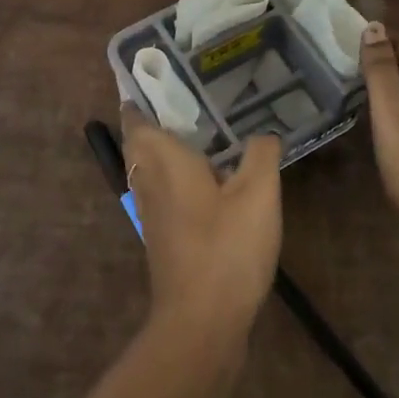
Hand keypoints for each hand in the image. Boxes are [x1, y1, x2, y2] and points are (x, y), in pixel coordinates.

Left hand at [119, 105, 282, 344]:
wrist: (201, 322)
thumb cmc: (226, 248)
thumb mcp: (258, 194)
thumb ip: (260, 154)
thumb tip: (263, 134)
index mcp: (162, 159)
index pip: (136, 117)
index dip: (142, 95)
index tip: (164, 75)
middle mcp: (148, 180)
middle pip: (138, 140)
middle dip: (154, 118)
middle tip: (189, 98)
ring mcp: (150, 211)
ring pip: (148, 166)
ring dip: (163, 146)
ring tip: (199, 130)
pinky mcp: (161, 235)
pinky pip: (160, 189)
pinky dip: (174, 174)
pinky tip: (207, 178)